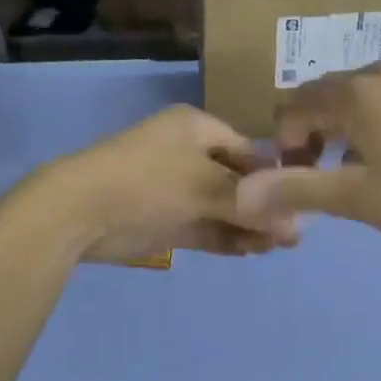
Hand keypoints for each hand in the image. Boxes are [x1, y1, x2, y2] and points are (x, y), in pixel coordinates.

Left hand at [47, 105, 296, 262]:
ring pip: (220, 206)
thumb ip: (251, 206)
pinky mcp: (163, 219)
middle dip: (262, 206)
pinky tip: (251, 251)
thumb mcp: (207, 187)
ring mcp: (173, 188)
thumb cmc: (150, 182)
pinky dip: (225, 237)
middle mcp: (186, 154)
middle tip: (292, 234)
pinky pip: (203, 226)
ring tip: (276, 247)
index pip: (247, 149)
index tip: (299, 201)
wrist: (81, 210)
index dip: (272, 175)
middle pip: (235, 180)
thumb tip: (297, 226)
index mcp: (195, 128)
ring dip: (246, 225)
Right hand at [235, 64, 380, 243]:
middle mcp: (374, 73)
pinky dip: (363, 123)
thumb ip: (294, 190)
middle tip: (319, 177)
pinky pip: (376, 99)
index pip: (291, 107)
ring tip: (348, 170)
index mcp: (352, 93)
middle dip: (307, 135)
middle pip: (318, 98)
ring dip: (335, 130)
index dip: (284, 144)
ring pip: (348, 99)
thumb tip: (241, 195)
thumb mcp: (352, 197)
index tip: (299, 180)